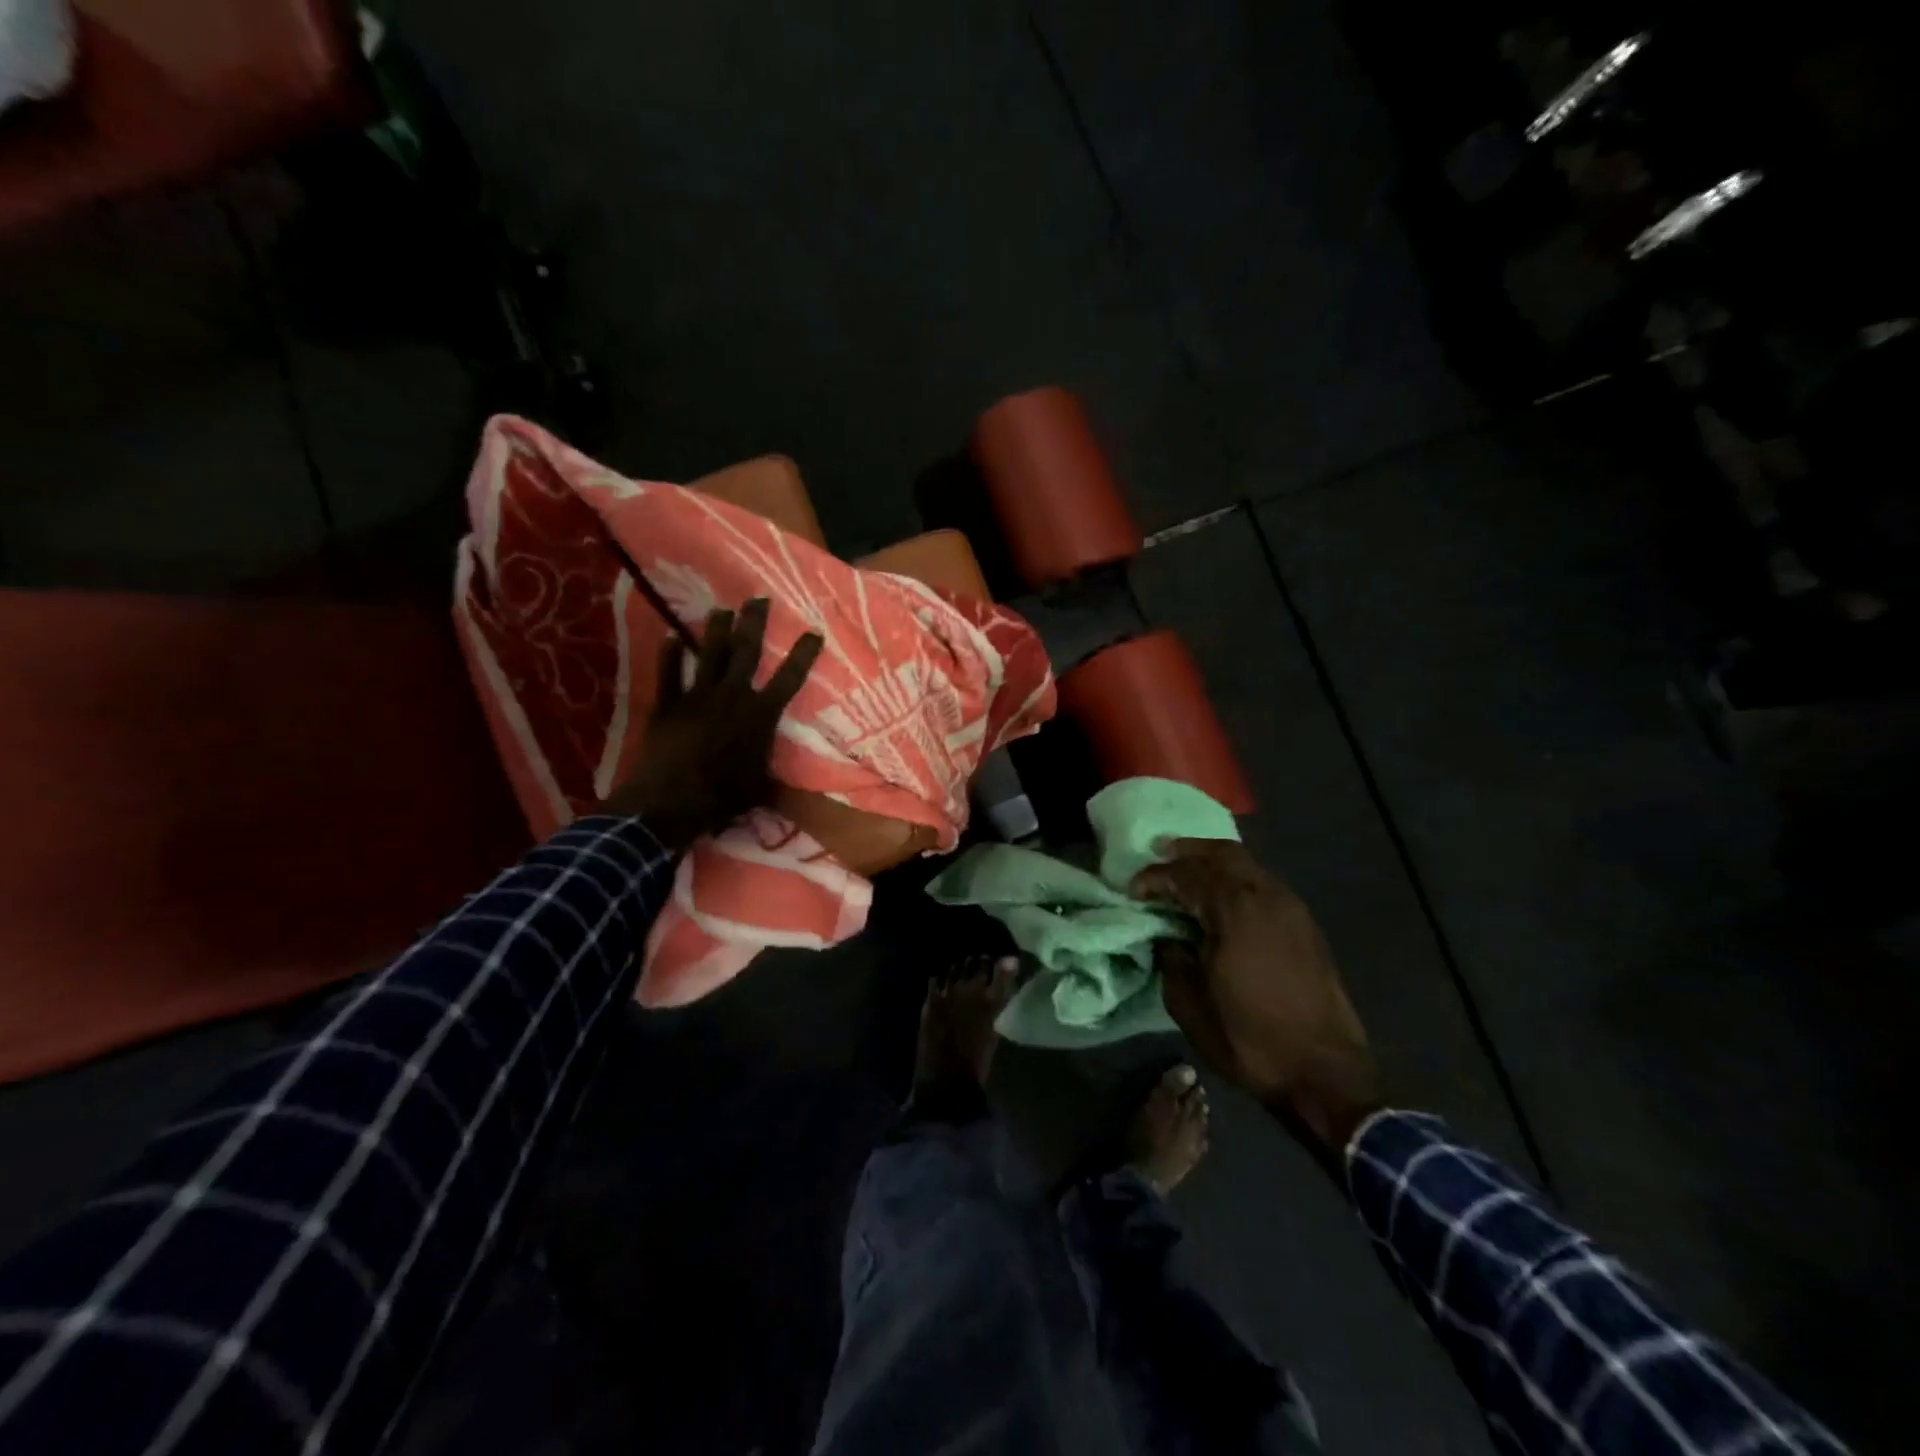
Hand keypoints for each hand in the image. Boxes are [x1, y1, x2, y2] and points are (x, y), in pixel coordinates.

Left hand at [601, 598, 823, 850]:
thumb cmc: (723, 796)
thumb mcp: (761, 789)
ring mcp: (697, 696)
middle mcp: (732, 696)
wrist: (670, 800)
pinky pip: (669, 673)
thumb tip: (797, 794)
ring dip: (715, 629)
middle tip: (759, 598)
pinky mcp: (667, 704)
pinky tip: (671, 637)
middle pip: (746, 651)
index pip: (789, 678)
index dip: (803, 654)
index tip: (813, 632)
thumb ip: (776, 779)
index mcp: (760, 714)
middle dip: (754, 622)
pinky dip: (669, 655)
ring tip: (721, 609)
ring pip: (709, 654)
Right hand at [1132, 840, 1382, 1154]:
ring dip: (1213, 862)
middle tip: (1158, 853)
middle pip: (1222, 853)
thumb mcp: (1190, 1006)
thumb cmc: (1251, 1041)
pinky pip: (1263, 883)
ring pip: (1247, 864)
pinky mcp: (1306, 924)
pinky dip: (1236, 878)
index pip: (1185, 875)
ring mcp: (1291, 908)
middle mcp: (1266, 896)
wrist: (1326, 1073)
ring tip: (1187, 871)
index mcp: (1235, 911)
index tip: (1132, 890)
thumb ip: (1172, 959)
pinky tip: (1221, 898)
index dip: (1154, 877)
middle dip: (1186, 851)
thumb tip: (1168, 937)